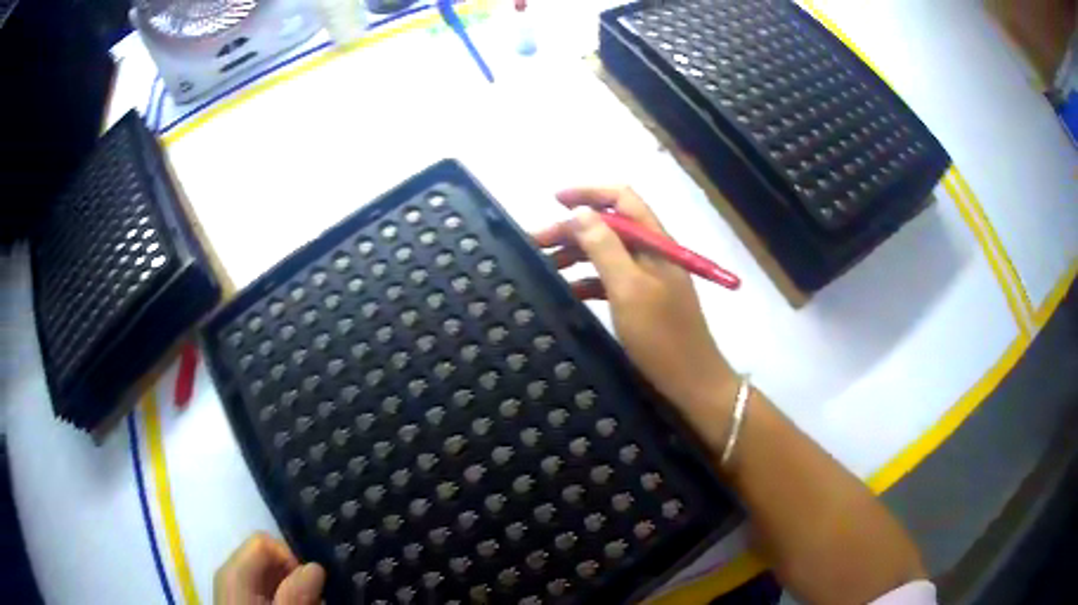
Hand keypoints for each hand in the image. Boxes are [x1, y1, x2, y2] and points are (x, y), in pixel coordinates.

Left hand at [214, 533, 324, 604]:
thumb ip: (296, 594)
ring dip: (292, 590)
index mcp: (234, 572)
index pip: (264, 541)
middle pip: (266, 558)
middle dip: (294, 577)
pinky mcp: (241, 601)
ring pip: (268, 575)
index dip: (289, 558)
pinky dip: (283, 598)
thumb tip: (315, 567)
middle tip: (313, 602)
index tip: (309, 586)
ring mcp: (234, 588)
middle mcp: (231, 573)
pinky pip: (264, 589)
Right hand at [532, 187, 737, 450]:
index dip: (588, 193)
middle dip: (573, 228)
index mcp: (655, 242)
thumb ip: (604, 247)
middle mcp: (652, 253)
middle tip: (535, 243)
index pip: (622, 199)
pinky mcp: (641, 301)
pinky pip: (609, 280)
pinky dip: (587, 280)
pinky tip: (566, 290)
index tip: (553, 201)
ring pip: (606, 253)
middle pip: (610, 226)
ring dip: (576, 254)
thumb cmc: (661, 336)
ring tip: (543, 266)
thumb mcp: (628, 288)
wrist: (691, 382)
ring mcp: (647, 278)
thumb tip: (579, 212)